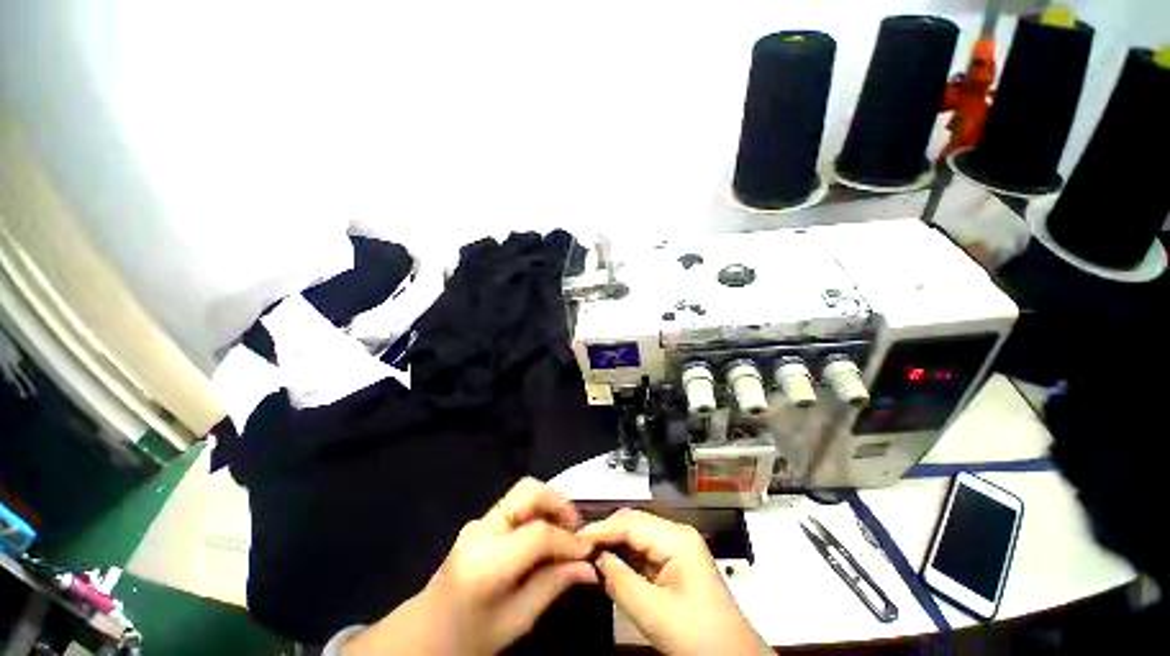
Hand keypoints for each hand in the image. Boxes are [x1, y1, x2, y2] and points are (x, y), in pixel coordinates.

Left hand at [344, 478, 596, 654]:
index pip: (539, 534)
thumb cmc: (469, 638)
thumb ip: (553, 586)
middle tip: (576, 528)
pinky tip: (545, 535)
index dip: (568, 539)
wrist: (423, 634)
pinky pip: (516, 504)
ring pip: (523, 492)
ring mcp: (478, 522)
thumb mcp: (517, 622)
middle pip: (529, 490)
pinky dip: (537, 511)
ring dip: (549, 504)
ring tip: (565, 531)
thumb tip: (590, 567)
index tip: (589, 549)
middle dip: (559, 503)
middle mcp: (481, 530)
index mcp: (487, 562)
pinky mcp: (480, 521)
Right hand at [579, 509, 770, 655]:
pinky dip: (627, 557)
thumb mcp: (653, 612)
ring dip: (615, 545)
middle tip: (579, 547)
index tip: (574, 539)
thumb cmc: (697, 636)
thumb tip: (595, 558)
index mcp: (676, 538)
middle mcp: (677, 535)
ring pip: (639, 536)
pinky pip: (646, 552)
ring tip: (590, 554)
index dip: (601, 528)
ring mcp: (679, 548)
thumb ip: (620, 581)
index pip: (630, 522)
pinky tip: (611, 564)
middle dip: (607, 533)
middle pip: (634, 524)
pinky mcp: (678, 564)